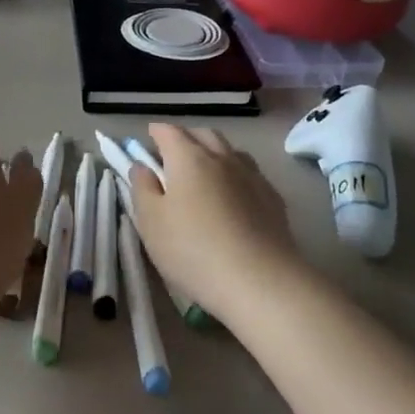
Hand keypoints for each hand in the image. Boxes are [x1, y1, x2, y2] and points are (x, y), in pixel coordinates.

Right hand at [127, 125, 302, 325]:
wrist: (260, 281)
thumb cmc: (193, 250)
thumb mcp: (151, 222)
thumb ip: (142, 188)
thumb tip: (142, 166)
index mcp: (189, 158)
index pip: (169, 132)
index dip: (155, 133)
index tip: (147, 140)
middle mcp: (222, 158)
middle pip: (203, 134)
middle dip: (186, 138)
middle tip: (173, 156)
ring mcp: (252, 176)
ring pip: (231, 151)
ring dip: (214, 153)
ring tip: (205, 173)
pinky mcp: (273, 198)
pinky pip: (250, 173)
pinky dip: (236, 175)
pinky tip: (234, 196)